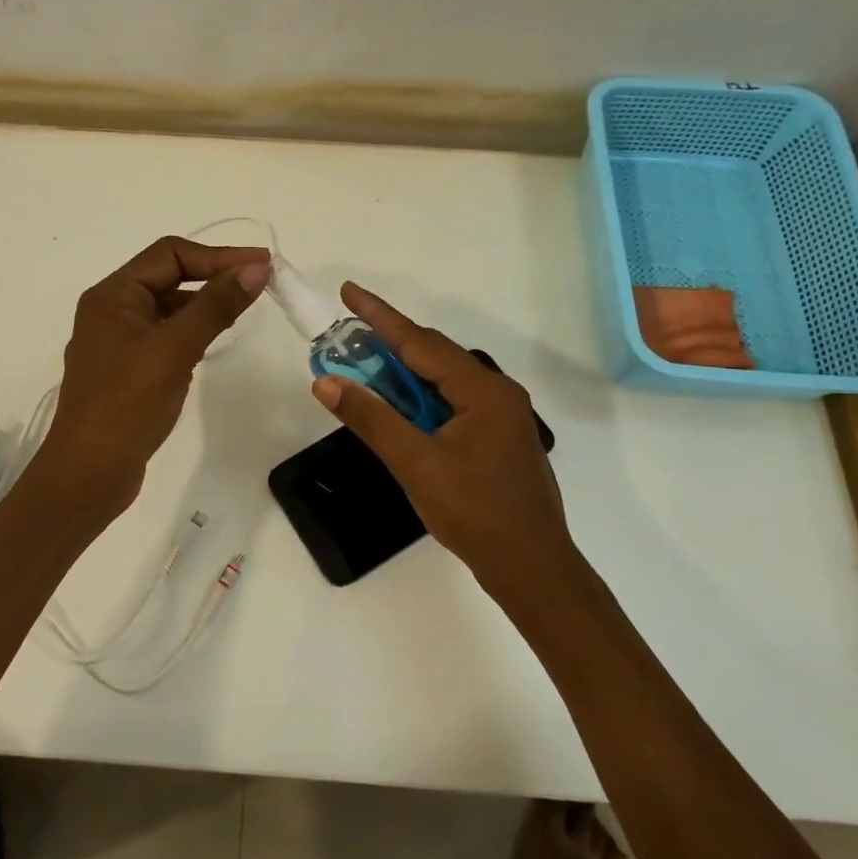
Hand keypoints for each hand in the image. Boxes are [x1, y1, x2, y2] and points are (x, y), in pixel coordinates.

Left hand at [38, 236, 270, 515]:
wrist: (88, 474)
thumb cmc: (126, 405)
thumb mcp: (174, 350)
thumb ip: (215, 306)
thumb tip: (256, 268)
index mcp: (112, 296)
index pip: (169, 254)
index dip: (218, 255)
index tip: (261, 265)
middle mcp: (112, 311)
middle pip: (168, 276)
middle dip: (213, 275)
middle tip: (260, 283)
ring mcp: (119, 342)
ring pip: (168, 308)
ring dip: (204, 304)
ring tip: (244, 308)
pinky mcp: (129, 370)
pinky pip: (166, 336)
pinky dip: (192, 331)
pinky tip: (214, 340)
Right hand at [311, 283, 575, 592]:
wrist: (531, 568)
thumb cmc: (475, 513)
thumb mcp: (416, 464)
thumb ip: (371, 419)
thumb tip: (326, 382)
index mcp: (483, 390)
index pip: (420, 342)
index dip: (380, 316)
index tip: (349, 291)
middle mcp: (496, 393)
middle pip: (434, 355)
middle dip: (388, 343)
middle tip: (347, 336)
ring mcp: (500, 416)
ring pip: (442, 379)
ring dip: (402, 372)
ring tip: (364, 367)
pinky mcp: (495, 437)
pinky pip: (450, 401)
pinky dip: (419, 397)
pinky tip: (399, 407)